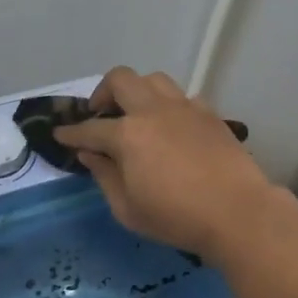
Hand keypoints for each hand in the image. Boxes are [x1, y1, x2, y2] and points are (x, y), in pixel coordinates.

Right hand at [53, 67, 297, 257]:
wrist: (237, 211)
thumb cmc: (176, 218)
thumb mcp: (128, 209)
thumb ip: (105, 176)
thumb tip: (91, 154)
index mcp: (128, 135)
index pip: (89, 129)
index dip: (71, 133)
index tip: (60, 134)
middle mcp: (154, 111)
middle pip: (121, 79)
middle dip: (102, 92)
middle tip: (100, 115)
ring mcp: (185, 108)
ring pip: (154, 79)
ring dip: (138, 91)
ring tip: (136, 115)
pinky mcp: (210, 114)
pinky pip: (182, 97)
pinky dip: (169, 106)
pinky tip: (171, 128)